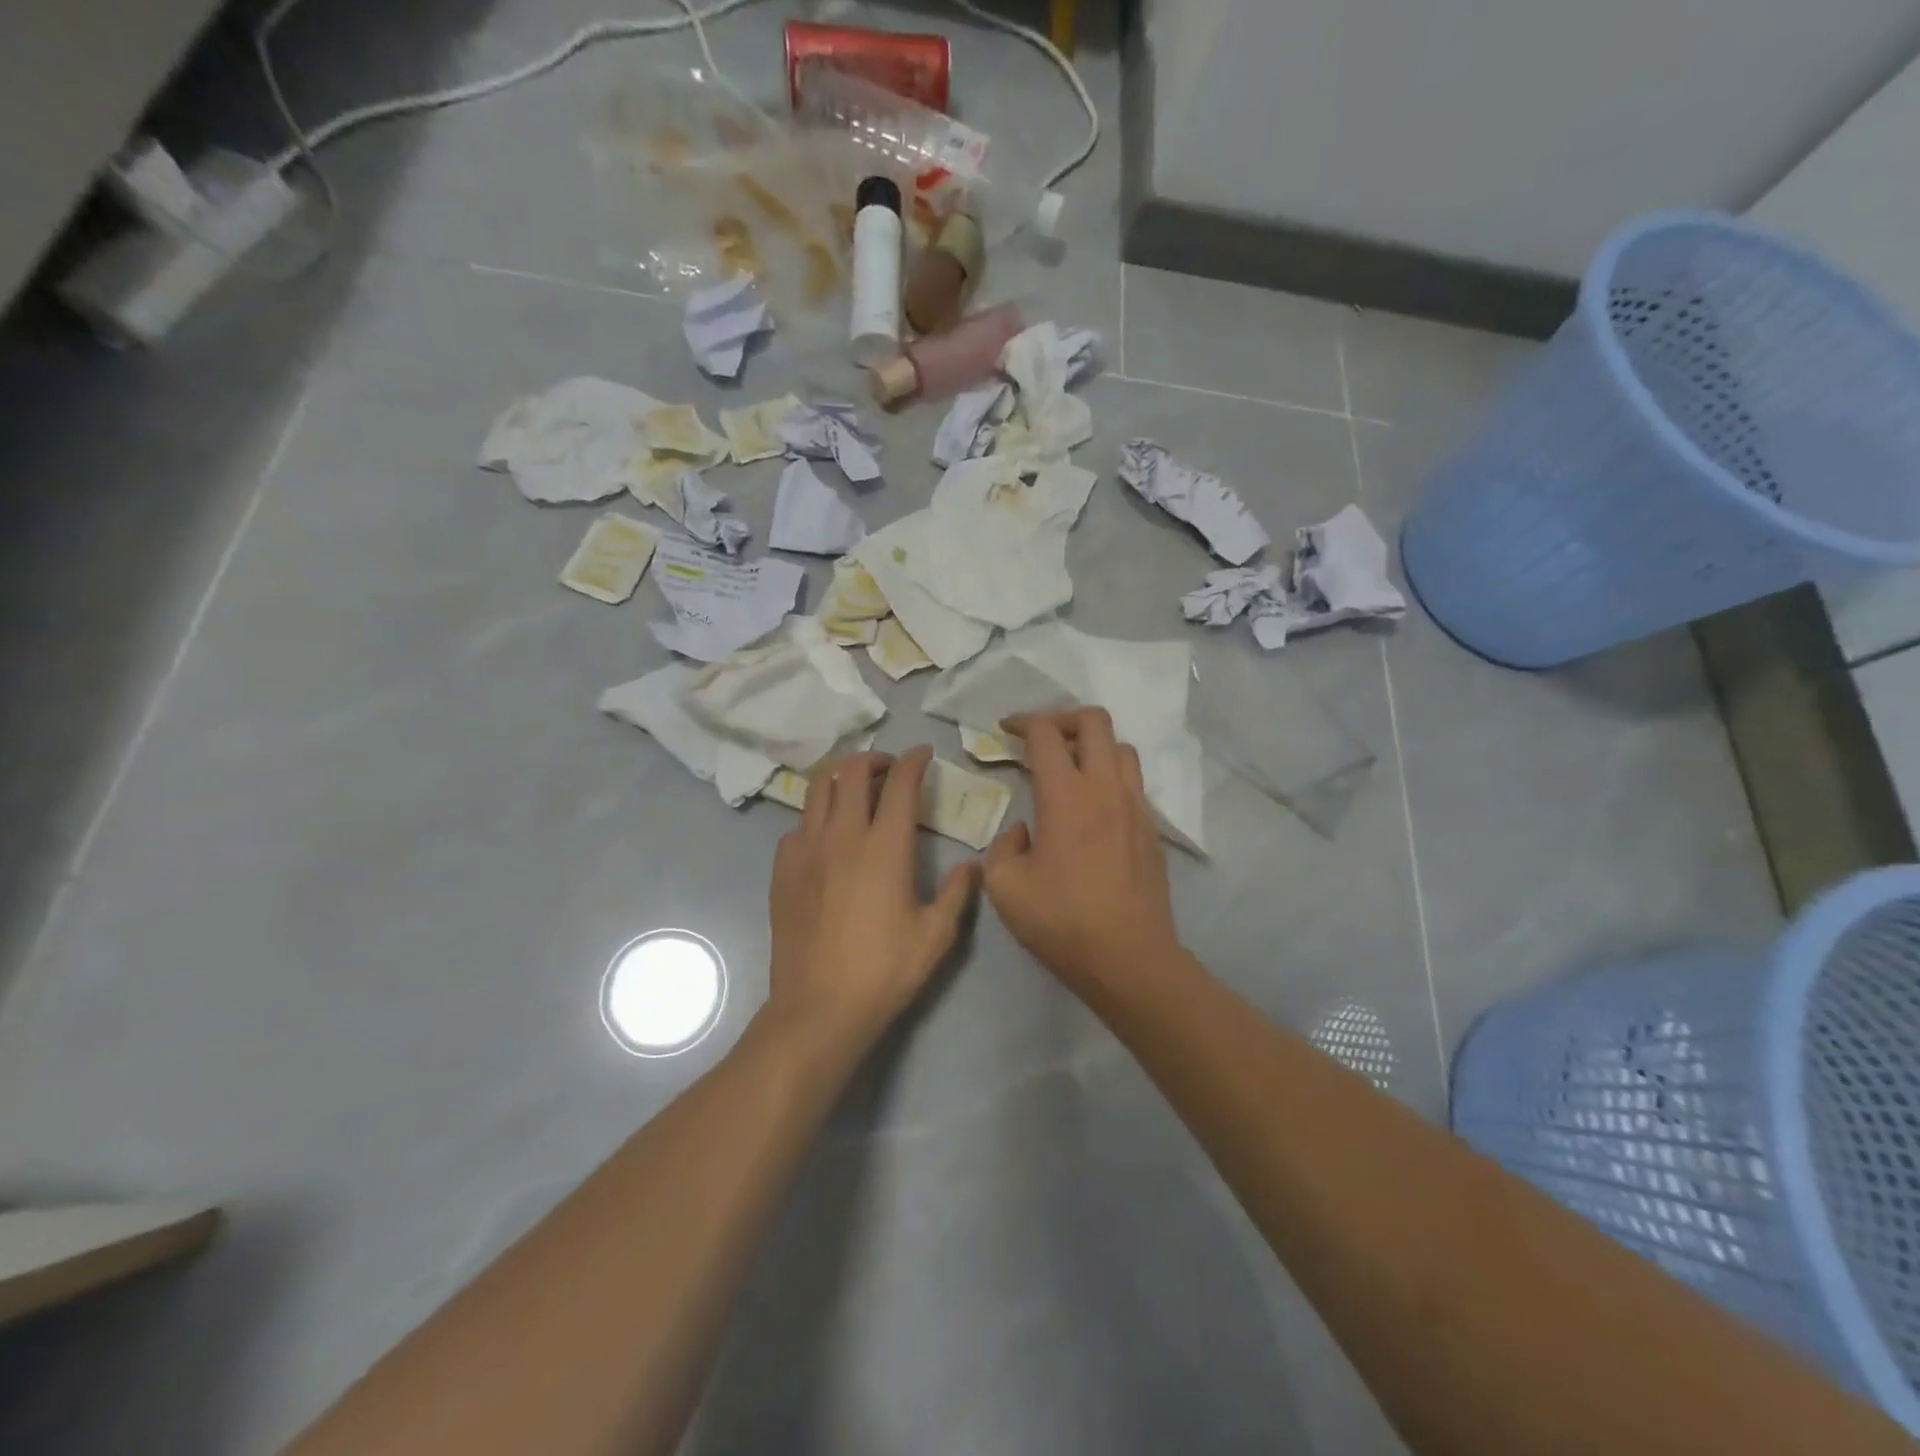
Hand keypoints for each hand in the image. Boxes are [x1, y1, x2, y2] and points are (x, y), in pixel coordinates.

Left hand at [767, 746, 979, 1051]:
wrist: (819, 1007)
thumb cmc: (884, 971)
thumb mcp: (936, 935)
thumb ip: (958, 893)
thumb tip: (973, 865)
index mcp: (885, 847)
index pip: (900, 783)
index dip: (913, 760)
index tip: (923, 754)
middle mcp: (842, 836)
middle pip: (852, 772)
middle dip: (874, 759)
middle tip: (890, 769)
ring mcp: (806, 850)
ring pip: (817, 789)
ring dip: (840, 778)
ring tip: (856, 789)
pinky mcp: (782, 869)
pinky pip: (798, 825)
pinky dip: (816, 817)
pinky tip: (827, 837)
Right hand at [983, 709, 1185, 999]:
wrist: (1129, 959)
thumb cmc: (1062, 922)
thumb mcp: (1005, 887)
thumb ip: (1004, 846)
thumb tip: (1024, 831)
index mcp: (1066, 796)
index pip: (1046, 733)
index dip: (1022, 722)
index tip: (1005, 730)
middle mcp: (1106, 788)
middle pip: (1094, 720)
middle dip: (1062, 718)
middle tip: (1040, 739)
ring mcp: (1135, 806)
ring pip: (1121, 747)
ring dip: (1092, 744)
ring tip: (1069, 767)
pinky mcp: (1151, 827)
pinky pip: (1133, 780)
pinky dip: (1109, 774)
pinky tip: (1091, 805)